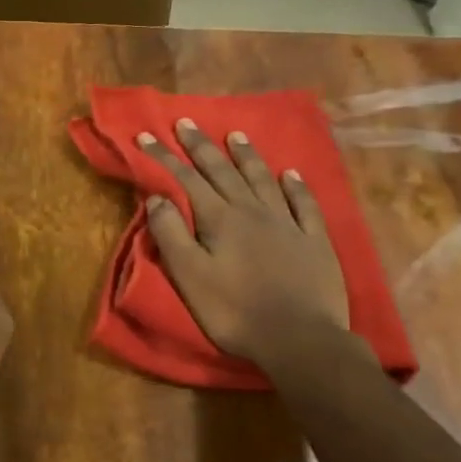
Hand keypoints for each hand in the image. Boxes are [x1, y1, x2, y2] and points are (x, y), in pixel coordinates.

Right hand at [137, 120, 355, 375]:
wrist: (300, 339)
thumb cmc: (235, 311)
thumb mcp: (190, 276)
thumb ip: (171, 234)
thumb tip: (157, 198)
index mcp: (220, 219)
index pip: (186, 179)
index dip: (164, 157)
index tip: (146, 136)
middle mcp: (253, 211)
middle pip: (223, 171)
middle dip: (201, 146)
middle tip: (186, 122)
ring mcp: (287, 223)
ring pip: (263, 180)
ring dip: (246, 156)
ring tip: (235, 135)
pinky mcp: (314, 241)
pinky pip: (304, 204)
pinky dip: (295, 186)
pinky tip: (291, 174)